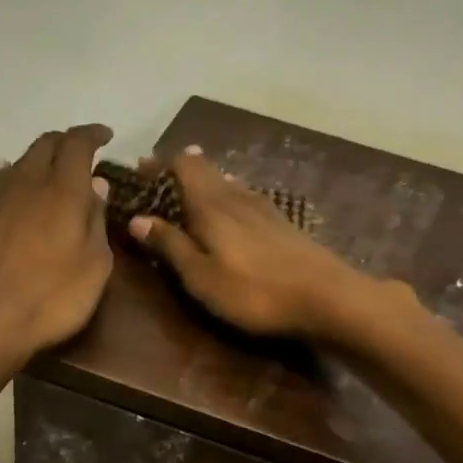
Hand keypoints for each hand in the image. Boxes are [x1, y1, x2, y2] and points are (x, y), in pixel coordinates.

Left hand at [0, 124, 114, 415]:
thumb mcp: (95, 267)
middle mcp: (25, 184)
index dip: (93, 134)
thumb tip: (95, 186)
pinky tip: (16, 199)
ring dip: (38, 162)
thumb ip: (96, 221)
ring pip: (18, 164)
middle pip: (44, 145)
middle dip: (65, 142)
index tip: (106, 137)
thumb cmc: (51, 300)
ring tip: (51, 174)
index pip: (77, 143)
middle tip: (82, 154)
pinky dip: (13, 183)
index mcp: (62, 191)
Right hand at [127, 146, 374, 340]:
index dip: (160, 164)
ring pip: (228, 182)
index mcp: (212, 205)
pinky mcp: (283, 223)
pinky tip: (232, 210)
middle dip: (180, 170)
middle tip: (158, 178)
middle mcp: (237, 196)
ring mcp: (265, 207)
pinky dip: (228, 196)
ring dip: (206, 182)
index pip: (183, 166)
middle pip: (206, 170)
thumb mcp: (201, 276)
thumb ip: (170, 245)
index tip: (140, 169)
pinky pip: (245, 198)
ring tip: (190, 190)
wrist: (326, 297)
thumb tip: (137, 218)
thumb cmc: (253, 292)